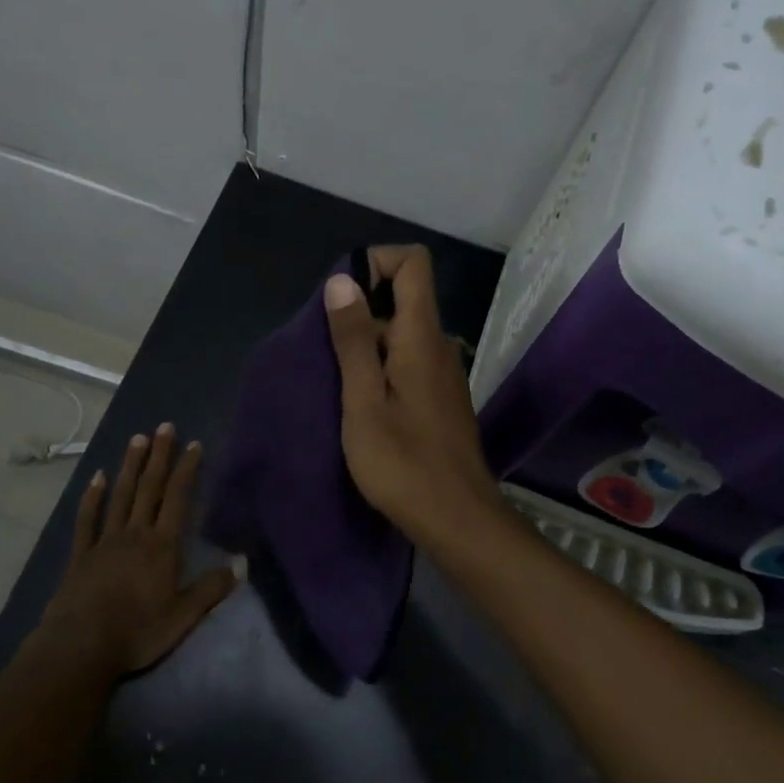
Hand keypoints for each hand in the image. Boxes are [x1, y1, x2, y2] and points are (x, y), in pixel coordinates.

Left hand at [40, 424, 238, 677]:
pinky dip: (93, 497)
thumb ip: (212, 588)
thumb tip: (243, 563)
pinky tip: (97, 477)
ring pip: (120, 496)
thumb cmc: (137, 632)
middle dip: (159, 456)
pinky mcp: (80, 555)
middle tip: (164, 427)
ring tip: (137, 439)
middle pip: (149, 488)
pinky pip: (88, 519)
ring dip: (130, 466)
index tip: (194, 444)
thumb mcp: (183, 617)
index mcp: (162, 546)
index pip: (178, 499)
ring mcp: (105, 541)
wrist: (79, 648)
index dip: (187, 470)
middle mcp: (135, 534)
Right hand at [323, 245, 505, 550]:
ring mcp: (443, 374)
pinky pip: (408, 362)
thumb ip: (354, 340)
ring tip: (336, 383)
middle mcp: (439, 346)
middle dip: (361, 310)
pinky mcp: (440, 399)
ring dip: (367, 343)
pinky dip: (381, 367)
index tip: (342, 297)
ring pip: (403, 334)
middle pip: (404, 298)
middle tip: (325, 353)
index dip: (376, 262)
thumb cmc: (403, 464)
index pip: (413, 264)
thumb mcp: (363, 401)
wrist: (458, 520)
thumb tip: (343, 280)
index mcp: (422, 338)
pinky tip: (360, 404)